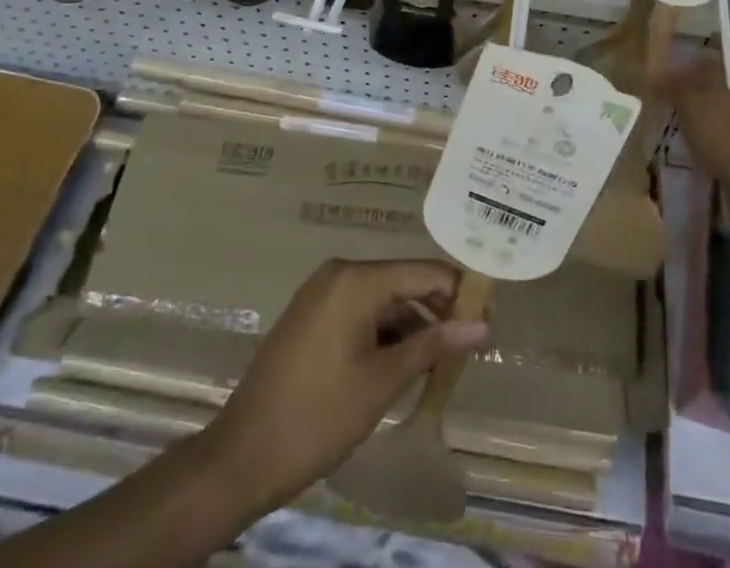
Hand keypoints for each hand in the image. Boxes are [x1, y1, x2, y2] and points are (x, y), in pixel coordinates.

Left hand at [202, 259, 488, 512]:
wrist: (241, 457)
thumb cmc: (318, 416)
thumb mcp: (382, 382)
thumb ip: (433, 346)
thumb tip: (481, 326)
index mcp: (357, 280)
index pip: (424, 271)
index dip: (459, 292)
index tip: (488, 318)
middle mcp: (339, 273)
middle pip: (403, 282)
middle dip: (436, 311)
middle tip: (467, 345)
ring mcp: (321, 292)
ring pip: (382, 299)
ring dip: (411, 325)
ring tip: (439, 362)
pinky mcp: (311, 314)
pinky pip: (360, 310)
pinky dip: (384, 332)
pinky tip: (401, 364)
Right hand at [650, 50, 729, 189]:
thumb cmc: (724, 132)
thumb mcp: (689, 103)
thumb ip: (671, 84)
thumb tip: (653, 73)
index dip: (712, 36)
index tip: (688, 37)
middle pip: (722, 70)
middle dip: (697, 69)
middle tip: (668, 70)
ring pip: (720, 95)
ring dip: (698, 97)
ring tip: (670, 99)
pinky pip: (721, 119)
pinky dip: (704, 119)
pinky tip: (684, 127)